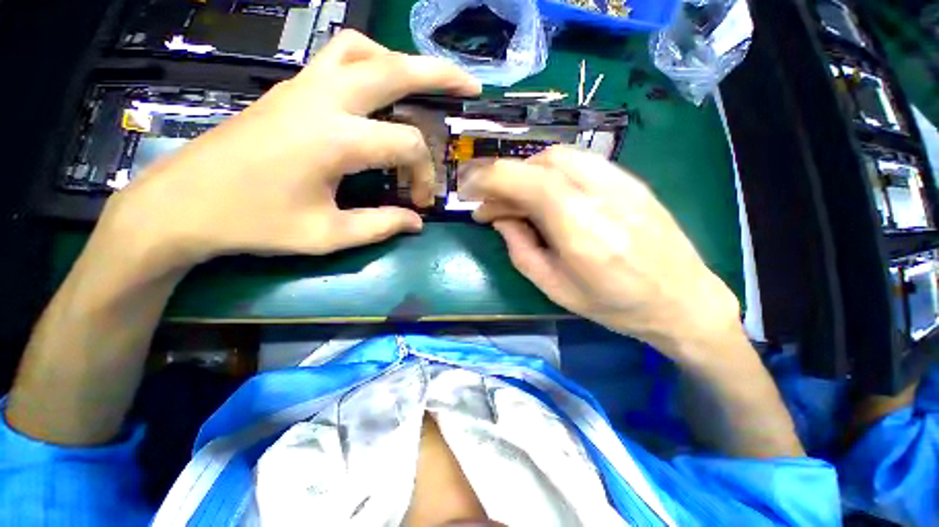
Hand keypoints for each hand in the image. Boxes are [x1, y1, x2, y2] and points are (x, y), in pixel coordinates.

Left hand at [101, 30, 480, 275]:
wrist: (181, 204)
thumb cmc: (254, 223)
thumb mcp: (326, 235)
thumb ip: (380, 226)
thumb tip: (415, 222)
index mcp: (334, 139)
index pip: (405, 145)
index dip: (423, 174)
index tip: (419, 202)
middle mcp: (322, 100)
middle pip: (394, 68)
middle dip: (439, 74)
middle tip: (469, 85)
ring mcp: (301, 87)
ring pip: (361, 49)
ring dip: (398, 63)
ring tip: (420, 87)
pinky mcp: (288, 90)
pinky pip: (337, 58)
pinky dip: (369, 64)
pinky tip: (376, 91)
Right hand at [463, 146, 741, 360]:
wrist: (683, 300)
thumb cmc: (614, 305)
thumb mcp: (554, 287)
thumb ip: (519, 248)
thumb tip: (499, 218)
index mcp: (578, 227)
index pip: (522, 180)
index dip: (487, 179)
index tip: (468, 192)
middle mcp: (599, 193)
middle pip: (538, 163)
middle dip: (504, 178)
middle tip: (492, 206)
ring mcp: (620, 181)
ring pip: (558, 155)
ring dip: (527, 173)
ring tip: (517, 200)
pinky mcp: (630, 180)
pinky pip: (580, 161)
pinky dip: (551, 171)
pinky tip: (547, 193)